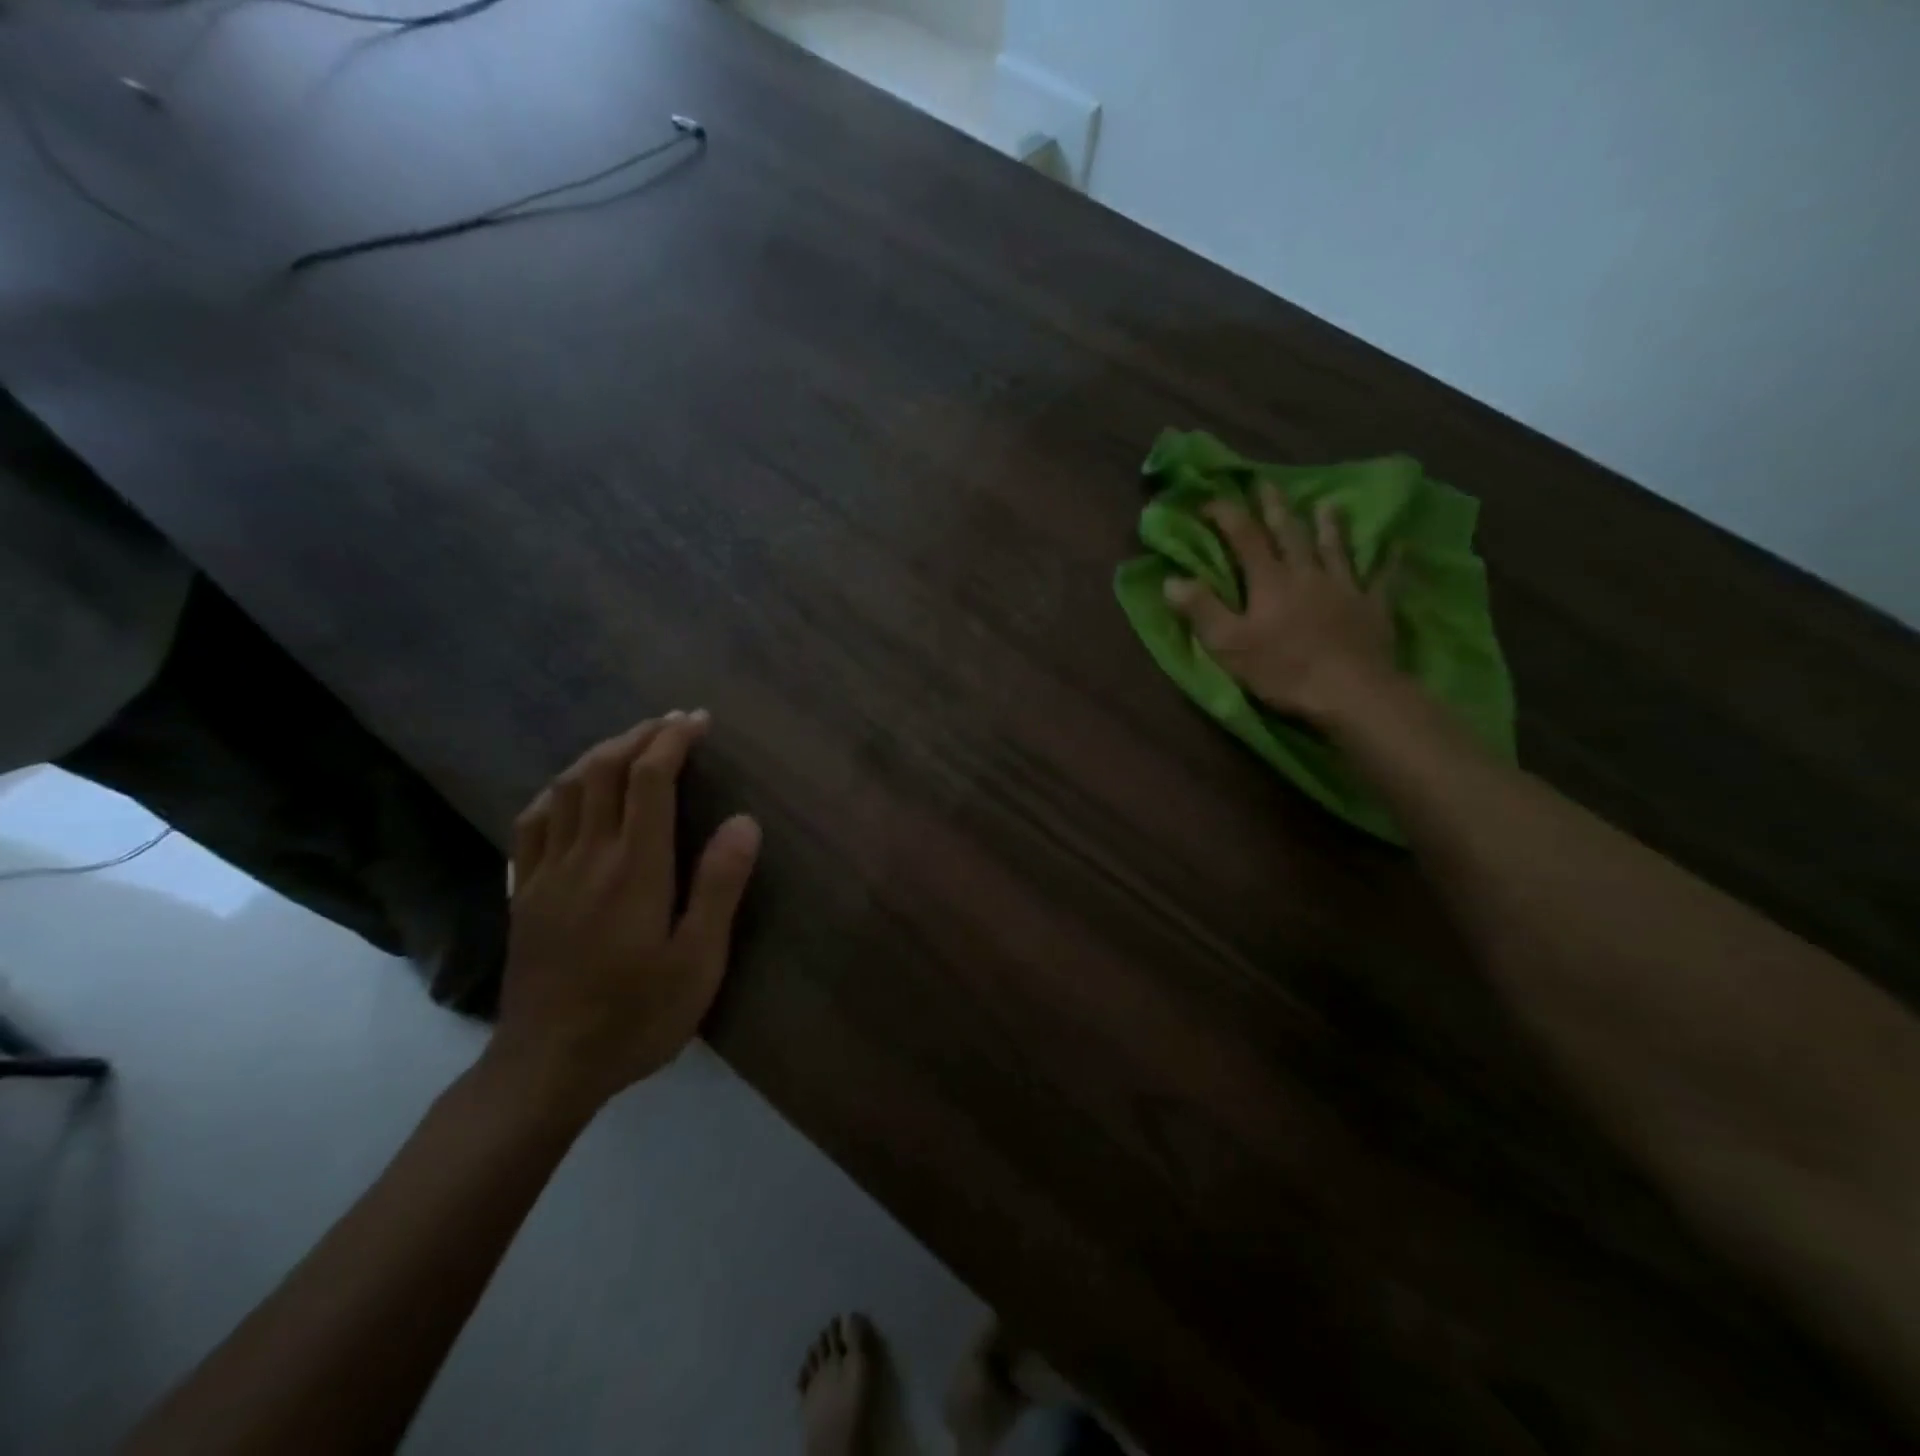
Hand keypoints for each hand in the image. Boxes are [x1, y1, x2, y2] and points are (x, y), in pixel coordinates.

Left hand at [484, 711, 760, 1115]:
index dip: (673, 740)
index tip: (699, 721)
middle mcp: (586, 856)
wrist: (547, 1067)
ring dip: (600, 754)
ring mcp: (547, 872)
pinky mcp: (524, 892)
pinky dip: (558, 790)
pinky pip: (533, 822)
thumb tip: (743, 820)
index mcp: (634, 868)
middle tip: (673, 723)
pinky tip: (570, 791)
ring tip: (631, 744)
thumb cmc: (636, 1015)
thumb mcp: (698, 960)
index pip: (649, 779)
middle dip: (640, 736)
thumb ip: (719, 886)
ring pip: (566, 788)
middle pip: (604, 770)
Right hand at [1164, 488, 1398, 724]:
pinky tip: (1397, 548)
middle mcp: (1306, 574)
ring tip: (1326, 504)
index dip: (1227, 516)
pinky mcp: (1373, 608)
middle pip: (1290, 534)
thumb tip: (1171, 579)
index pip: (1244, 538)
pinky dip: (1388, 561)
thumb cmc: (1282, 670)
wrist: (1350, 692)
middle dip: (1276, 508)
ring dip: (1328, 525)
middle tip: (1268, 484)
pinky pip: (1382, 579)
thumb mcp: (1228, 645)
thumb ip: (1201, 610)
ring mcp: (1344, 588)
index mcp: (1269, 581)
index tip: (1210, 502)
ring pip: (1335, 548)